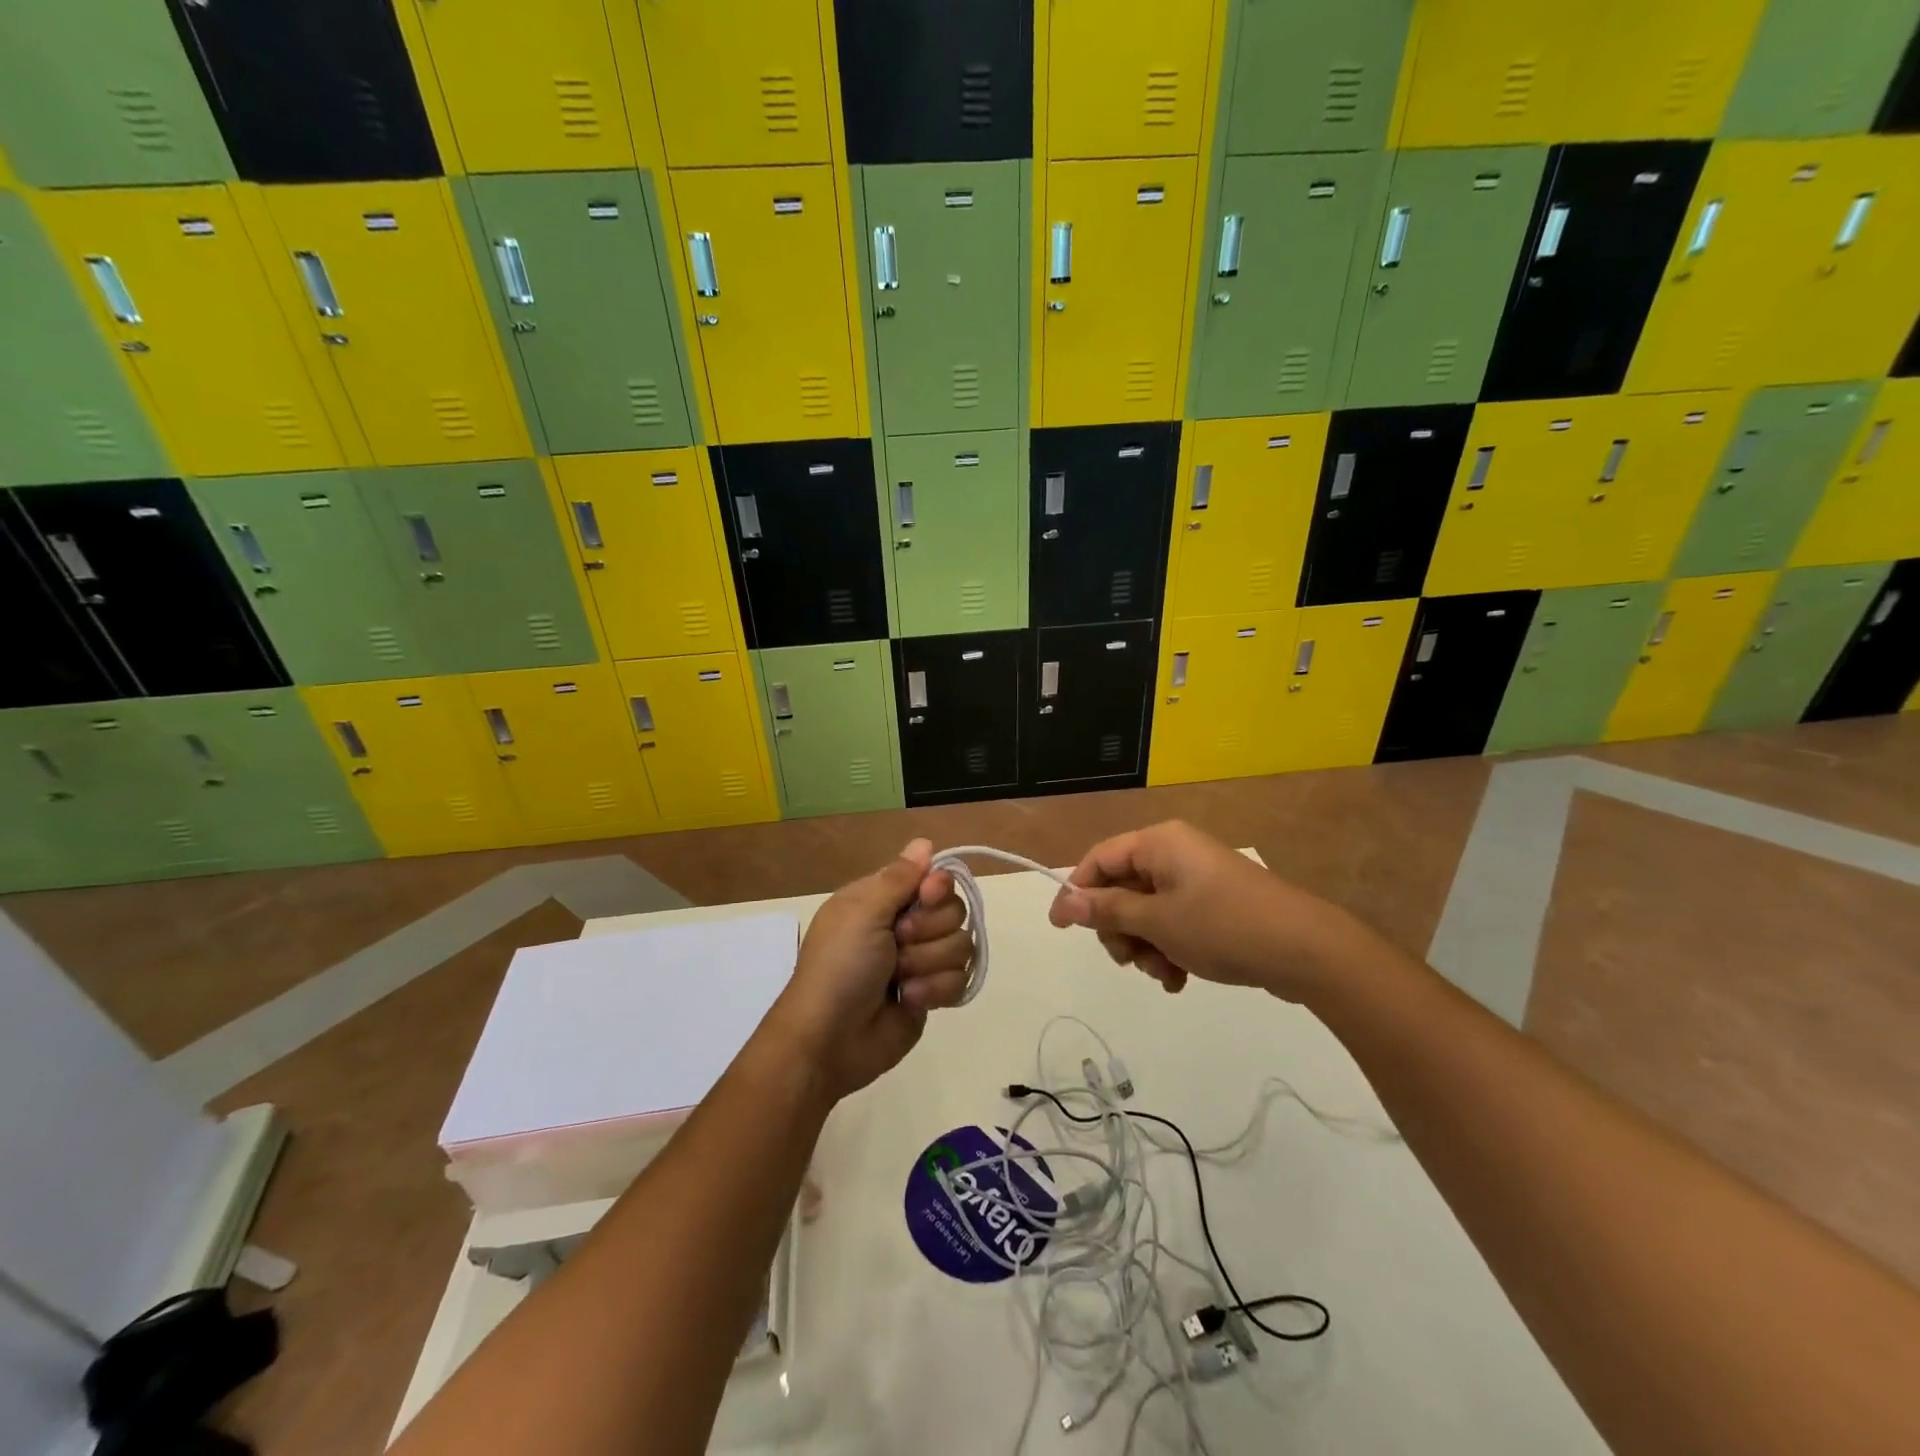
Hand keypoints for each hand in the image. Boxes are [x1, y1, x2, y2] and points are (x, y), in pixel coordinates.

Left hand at [766, 839, 972, 1099]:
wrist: (829, 1040)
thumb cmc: (840, 967)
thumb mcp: (862, 913)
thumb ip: (900, 878)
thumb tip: (924, 842)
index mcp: (882, 900)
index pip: (932, 878)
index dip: (936, 887)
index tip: (925, 897)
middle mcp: (904, 925)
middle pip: (953, 911)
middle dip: (928, 931)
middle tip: (897, 943)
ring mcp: (919, 961)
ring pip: (960, 946)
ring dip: (927, 963)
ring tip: (899, 980)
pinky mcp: (930, 995)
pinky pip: (959, 980)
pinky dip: (934, 990)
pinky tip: (909, 1000)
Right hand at [1046, 821, 1356, 1002]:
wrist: (1306, 950)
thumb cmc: (1222, 926)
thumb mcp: (1157, 922)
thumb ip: (1107, 911)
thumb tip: (1066, 903)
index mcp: (1158, 843)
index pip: (1099, 859)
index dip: (1076, 892)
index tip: (1061, 928)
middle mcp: (1175, 853)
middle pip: (1122, 888)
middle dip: (1120, 929)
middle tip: (1128, 960)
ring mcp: (1197, 879)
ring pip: (1147, 911)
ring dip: (1145, 945)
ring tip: (1163, 973)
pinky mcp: (1215, 903)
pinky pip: (1174, 921)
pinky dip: (1169, 948)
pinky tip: (1179, 978)